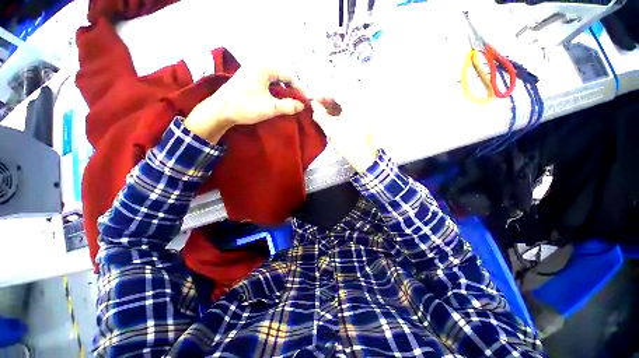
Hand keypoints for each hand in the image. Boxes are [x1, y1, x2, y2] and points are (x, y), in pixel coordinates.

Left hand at [184, 67, 304, 143]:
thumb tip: (302, 106)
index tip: (303, 101)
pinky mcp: (247, 79)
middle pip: (281, 77)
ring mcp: (251, 72)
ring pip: (274, 81)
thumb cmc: (246, 106)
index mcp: (264, 67)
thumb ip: (289, 106)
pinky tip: (274, 101)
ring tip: (286, 104)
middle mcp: (258, 65)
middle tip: (295, 104)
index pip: (288, 75)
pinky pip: (266, 83)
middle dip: (290, 91)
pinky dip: (273, 92)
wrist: (220, 111)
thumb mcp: (271, 108)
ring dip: (281, 92)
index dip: (298, 89)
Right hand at [311, 98, 377, 172]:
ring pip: (345, 104)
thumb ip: (320, 115)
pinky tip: (333, 118)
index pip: (335, 92)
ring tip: (323, 114)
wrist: (364, 157)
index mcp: (353, 103)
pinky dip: (340, 112)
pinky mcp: (364, 118)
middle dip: (327, 101)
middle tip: (317, 108)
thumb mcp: (331, 129)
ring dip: (333, 107)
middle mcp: (360, 103)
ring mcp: (363, 111)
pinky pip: (350, 110)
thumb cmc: (347, 143)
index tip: (313, 102)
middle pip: (341, 96)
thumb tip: (313, 105)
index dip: (322, 96)